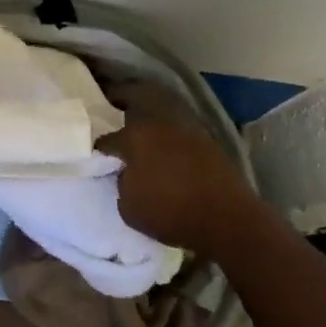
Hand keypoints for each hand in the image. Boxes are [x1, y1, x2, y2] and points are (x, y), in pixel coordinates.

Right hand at [98, 101, 257, 256]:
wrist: (227, 218)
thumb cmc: (171, 213)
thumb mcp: (129, 208)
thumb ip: (121, 184)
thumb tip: (125, 173)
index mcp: (134, 137)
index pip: (108, 139)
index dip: (99, 150)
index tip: (97, 158)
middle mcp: (158, 124)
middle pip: (134, 108)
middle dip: (121, 108)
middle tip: (114, 116)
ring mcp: (185, 128)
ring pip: (159, 116)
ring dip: (149, 121)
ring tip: (142, 134)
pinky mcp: (206, 139)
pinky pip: (179, 131)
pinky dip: (170, 135)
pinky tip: (168, 149)